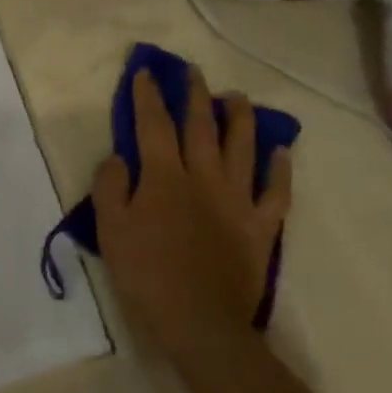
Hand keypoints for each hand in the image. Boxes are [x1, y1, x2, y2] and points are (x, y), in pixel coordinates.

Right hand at [92, 65, 292, 358]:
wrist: (200, 320)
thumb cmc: (146, 275)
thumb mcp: (111, 231)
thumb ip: (111, 188)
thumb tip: (118, 158)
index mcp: (164, 178)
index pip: (153, 126)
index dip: (148, 97)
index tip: (145, 73)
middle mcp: (204, 178)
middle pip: (201, 127)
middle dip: (195, 95)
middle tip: (193, 71)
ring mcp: (238, 200)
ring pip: (243, 148)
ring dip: (240, 118)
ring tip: (236, 98)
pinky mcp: (260, 226)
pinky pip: (276, 191)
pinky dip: (280, 169)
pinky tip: (281, 152)